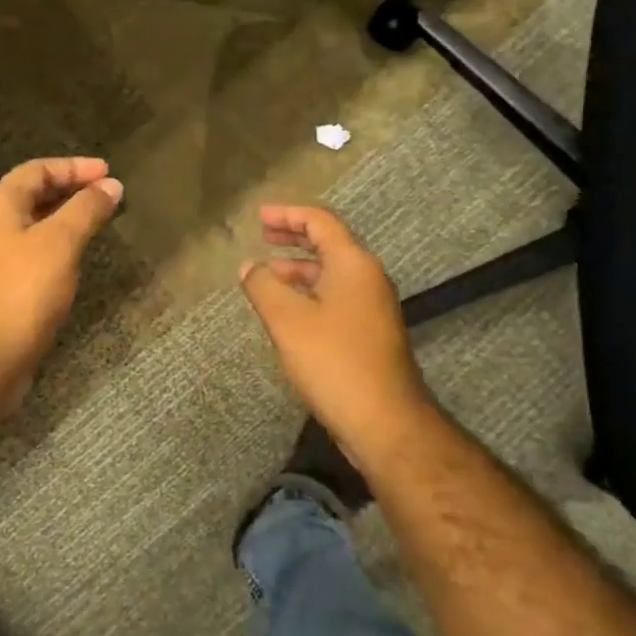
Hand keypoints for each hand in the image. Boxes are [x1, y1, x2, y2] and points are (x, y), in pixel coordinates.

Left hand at [0, 157, 122, 390]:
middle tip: (106, 193)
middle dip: (70, 189)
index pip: (36, 170)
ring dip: (65, 217)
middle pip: (32, 194)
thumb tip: (111, 185)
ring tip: (97, 219)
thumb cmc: (23, 291)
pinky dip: (57, 243)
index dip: (73, 167)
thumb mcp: (60, 242)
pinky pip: (33, 250)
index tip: (107, 172)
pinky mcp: (1, 285)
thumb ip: (86, 209)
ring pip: (33, 224)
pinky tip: (76, 257)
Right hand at [239, 205, 433, 460]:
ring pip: (332, 274)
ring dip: (299, 269)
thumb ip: (264, 286)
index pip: (320, 222)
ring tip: (266, 276)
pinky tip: (289, 312)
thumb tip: (250, 267)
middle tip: (263, 235)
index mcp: (353, 264)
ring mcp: (373, 307)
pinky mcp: (370, 333)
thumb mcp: (288, 320)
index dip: (287, 214)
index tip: (258, 216)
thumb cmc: (334, 361)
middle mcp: (368, 278)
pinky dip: (310, 293)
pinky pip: (336, 298)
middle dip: (294, 238)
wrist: (385, 421)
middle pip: (329, 244)